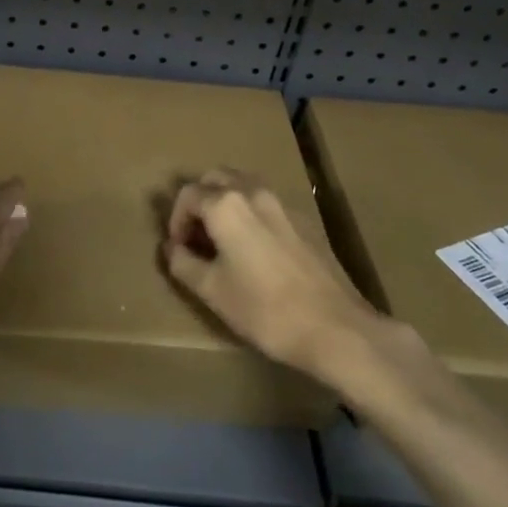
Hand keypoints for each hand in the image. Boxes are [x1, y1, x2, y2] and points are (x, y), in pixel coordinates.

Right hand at [162, 169, 385, 380]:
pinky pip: (266, 203)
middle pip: (216, 178)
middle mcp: (254, 192)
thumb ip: (183, 263)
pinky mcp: (305, 220)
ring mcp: (283, 204)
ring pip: (243, 186)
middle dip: (199, 201)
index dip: (175, 220)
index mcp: (226, 205)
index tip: (178, 248)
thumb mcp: (212, 290)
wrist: (335, 328)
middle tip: (196, 235)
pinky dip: (249, 212)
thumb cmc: (264, 310)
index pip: (188, 195)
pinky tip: (254, 249)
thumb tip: (172, 248)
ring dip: (225, 202)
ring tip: (222, 239)